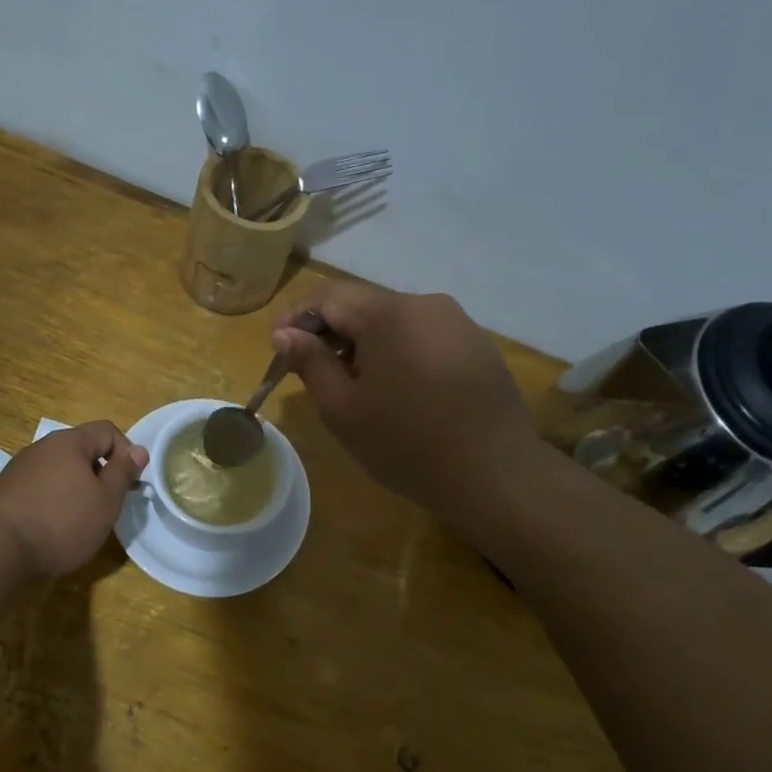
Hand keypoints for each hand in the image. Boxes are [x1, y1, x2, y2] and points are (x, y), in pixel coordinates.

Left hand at [0, 421, 148, 578]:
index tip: (129, 483)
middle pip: (82, 449)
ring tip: (82, 518)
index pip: (107, 430)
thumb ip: (123, 472)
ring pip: (60, 469)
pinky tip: (54, 526)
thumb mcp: (106, 500)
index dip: (126, 452)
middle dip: (101, 472)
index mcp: (70, 442)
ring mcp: (20, 468)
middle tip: (109, 504)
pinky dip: (54, 499)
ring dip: (77, 487)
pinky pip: (41, 486)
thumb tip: (138, 450)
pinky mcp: (6, 491)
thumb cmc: (62, 522)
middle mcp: (42, 447)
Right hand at [272, 285, 553, 537]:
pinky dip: (397, 353)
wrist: (494, 474)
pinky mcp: (477, 346)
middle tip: (309, 369)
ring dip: (364, 344)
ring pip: (395, 322)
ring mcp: (458, 323)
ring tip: (351, 384)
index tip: (277, 347)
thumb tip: (285, 333)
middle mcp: (426, 304)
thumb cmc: (406, 442)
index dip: (297, 319)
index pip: (329, 297)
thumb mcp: (343, 408)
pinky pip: (423, 337)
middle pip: (364, 306)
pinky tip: (395, 390)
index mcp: (389, 313)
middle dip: (330, 332)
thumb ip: (310, 363)